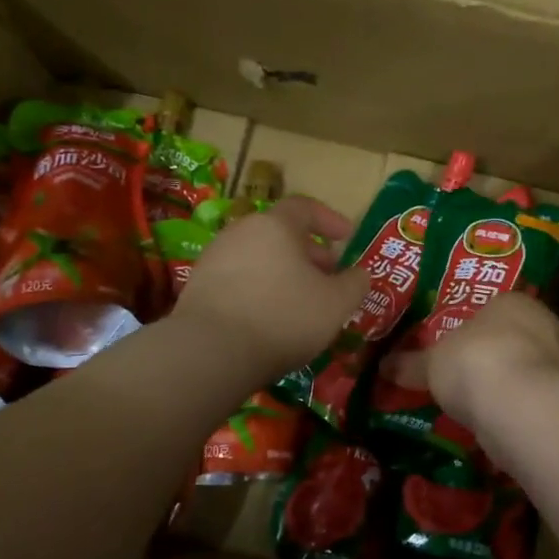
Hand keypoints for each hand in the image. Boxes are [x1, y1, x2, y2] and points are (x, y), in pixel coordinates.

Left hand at [174, 195, 369, 381]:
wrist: (211, 351)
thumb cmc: (284, 317)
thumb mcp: (335, 304)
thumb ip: (354, 284)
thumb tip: (360, 274)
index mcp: (275, 225)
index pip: (305, 207)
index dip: (330, 220)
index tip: (348, 236)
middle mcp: (241, 232)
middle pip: (280, 233)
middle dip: (308, 251)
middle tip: (328, 275)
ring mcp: (214, 258)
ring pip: (259, 256)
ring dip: (283, 272)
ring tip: (301, 300)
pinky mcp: (198, 286)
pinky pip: (239, 279)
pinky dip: (260, 288)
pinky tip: (270, 317)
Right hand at [391, 292, 558, 429]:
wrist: (519, 405)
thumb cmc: (473, 363)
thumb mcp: (431, 364)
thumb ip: (411, 364)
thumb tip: (384, 366)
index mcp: (514, 302)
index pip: (500, 307)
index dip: (482, 327)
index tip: (465, 347)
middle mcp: (548, 324)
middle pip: (526, 335)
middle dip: (509, 352)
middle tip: (481, 374)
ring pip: (542, 368)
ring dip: (524, 382)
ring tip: (496, 403)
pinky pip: (545, 398)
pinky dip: (532, 408)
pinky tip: (512, 423)